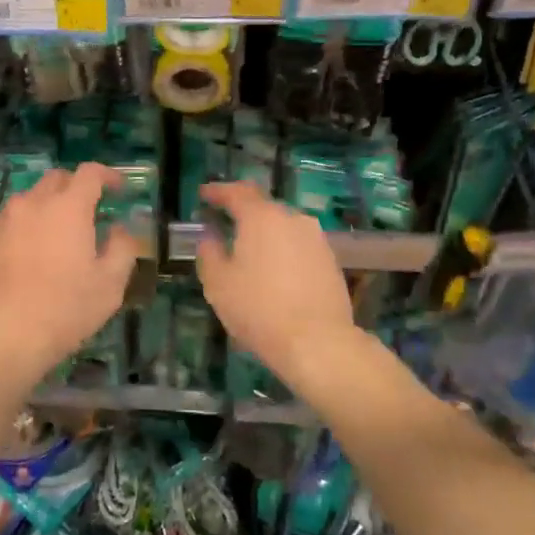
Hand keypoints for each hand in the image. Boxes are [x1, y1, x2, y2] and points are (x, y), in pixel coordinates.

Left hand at [0, 163, 139, 383]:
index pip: (90, 172)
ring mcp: (3, 219)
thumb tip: (119, 228)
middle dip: (75, 187)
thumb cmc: (67, 308)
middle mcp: (33, 203)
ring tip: (54, 235)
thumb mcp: (111, 283)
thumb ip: (122, 247)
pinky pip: (8, 222)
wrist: (5, 333)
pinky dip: (23, 228)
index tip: (118, 189)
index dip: (107, 175)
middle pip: (56, 179)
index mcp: (69, 207)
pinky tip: (27, 254)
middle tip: (87, 211)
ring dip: (46, 207)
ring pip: (29, 200)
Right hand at [197, 182, 359, 388]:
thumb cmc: (258, 309)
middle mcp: (293, 219)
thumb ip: (209, 252)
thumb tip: (209, 236)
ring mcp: (316, 240)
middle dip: (243, 212)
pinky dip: (283, 251)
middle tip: (225, 223)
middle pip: (264, 207)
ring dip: (265, 234)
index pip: (237, 192)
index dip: (218, 191)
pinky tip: (274, 272)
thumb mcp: (218, 282)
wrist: (317, 343)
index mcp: (261, 217)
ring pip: (284, 227)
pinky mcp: (330, 262)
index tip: (204, 194)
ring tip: (249, 251)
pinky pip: (299, 246)